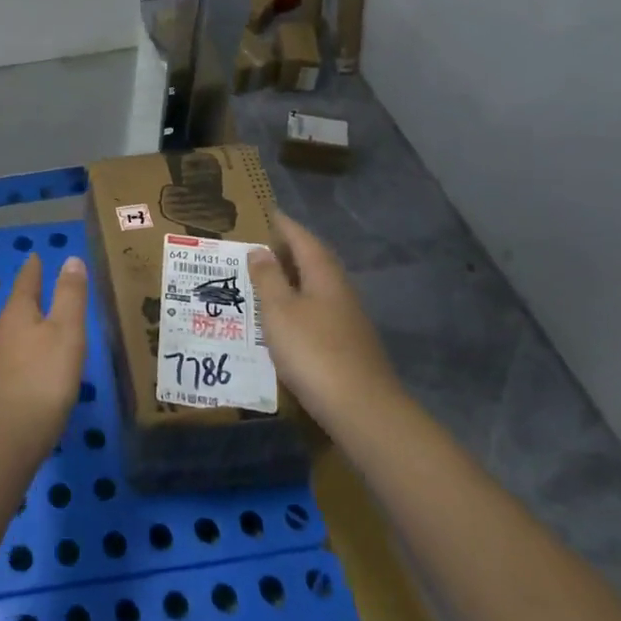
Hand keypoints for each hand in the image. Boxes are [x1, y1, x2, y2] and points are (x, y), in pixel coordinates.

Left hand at [0, 254, 88, 461]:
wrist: (13, 433)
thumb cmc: (44, 375)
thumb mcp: (66, 330)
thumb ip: (70, 295)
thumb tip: (71, 259)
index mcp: (18, 312)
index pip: (26, 281)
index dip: (34, 268)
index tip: (35, 255)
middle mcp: (4, 331)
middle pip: (19, 305)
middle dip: (31, 293)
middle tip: (44, 280)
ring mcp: (0, 359)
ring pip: (18, 330)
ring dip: (31, 320)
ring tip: (47, 317)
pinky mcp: (4, 384)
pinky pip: (20, 353)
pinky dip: (32, 346)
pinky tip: (42, 357)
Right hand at [247, 212, 404, 427]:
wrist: (361, 408)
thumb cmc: (313, 351)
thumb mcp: (279, 311)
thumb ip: (268, 279)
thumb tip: (259, 250)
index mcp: (324, 276)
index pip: (303, 240)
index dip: (285, 226)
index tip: (268, 212)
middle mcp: (340, 291)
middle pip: (315, 261)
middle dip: (291, 249)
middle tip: (263, 243)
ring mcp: (348, 319)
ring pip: (318, 287)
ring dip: (295, 277)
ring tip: (269, 277)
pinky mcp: (348, 344)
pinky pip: (319, 309)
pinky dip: (300, 303)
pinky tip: (287, 317)